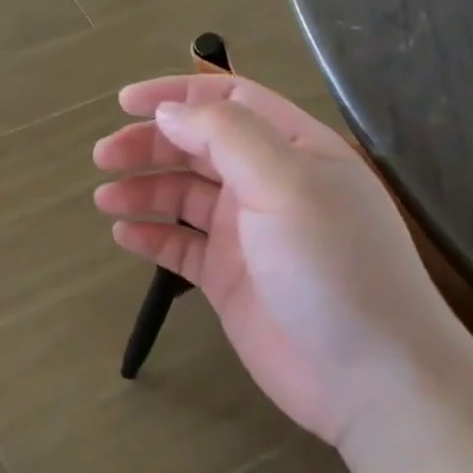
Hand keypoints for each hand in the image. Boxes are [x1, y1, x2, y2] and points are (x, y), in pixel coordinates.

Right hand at [93, 76, 451, 447]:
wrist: (369, 377)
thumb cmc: (332, 266)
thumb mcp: (285, 183)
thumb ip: (226, 135)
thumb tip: (169, 113)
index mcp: (292, 149)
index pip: (229, 100)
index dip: (177, 95)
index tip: (125, 103)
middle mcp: (268, 185)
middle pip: (198, 147)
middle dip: (149, 145)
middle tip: (103, 157)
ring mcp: (248, 234)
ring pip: (184, 196)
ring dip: (144, 190)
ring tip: (105, 199)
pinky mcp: (230, 279)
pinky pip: (182, 247)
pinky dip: (152, 236)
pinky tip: (124, 235)